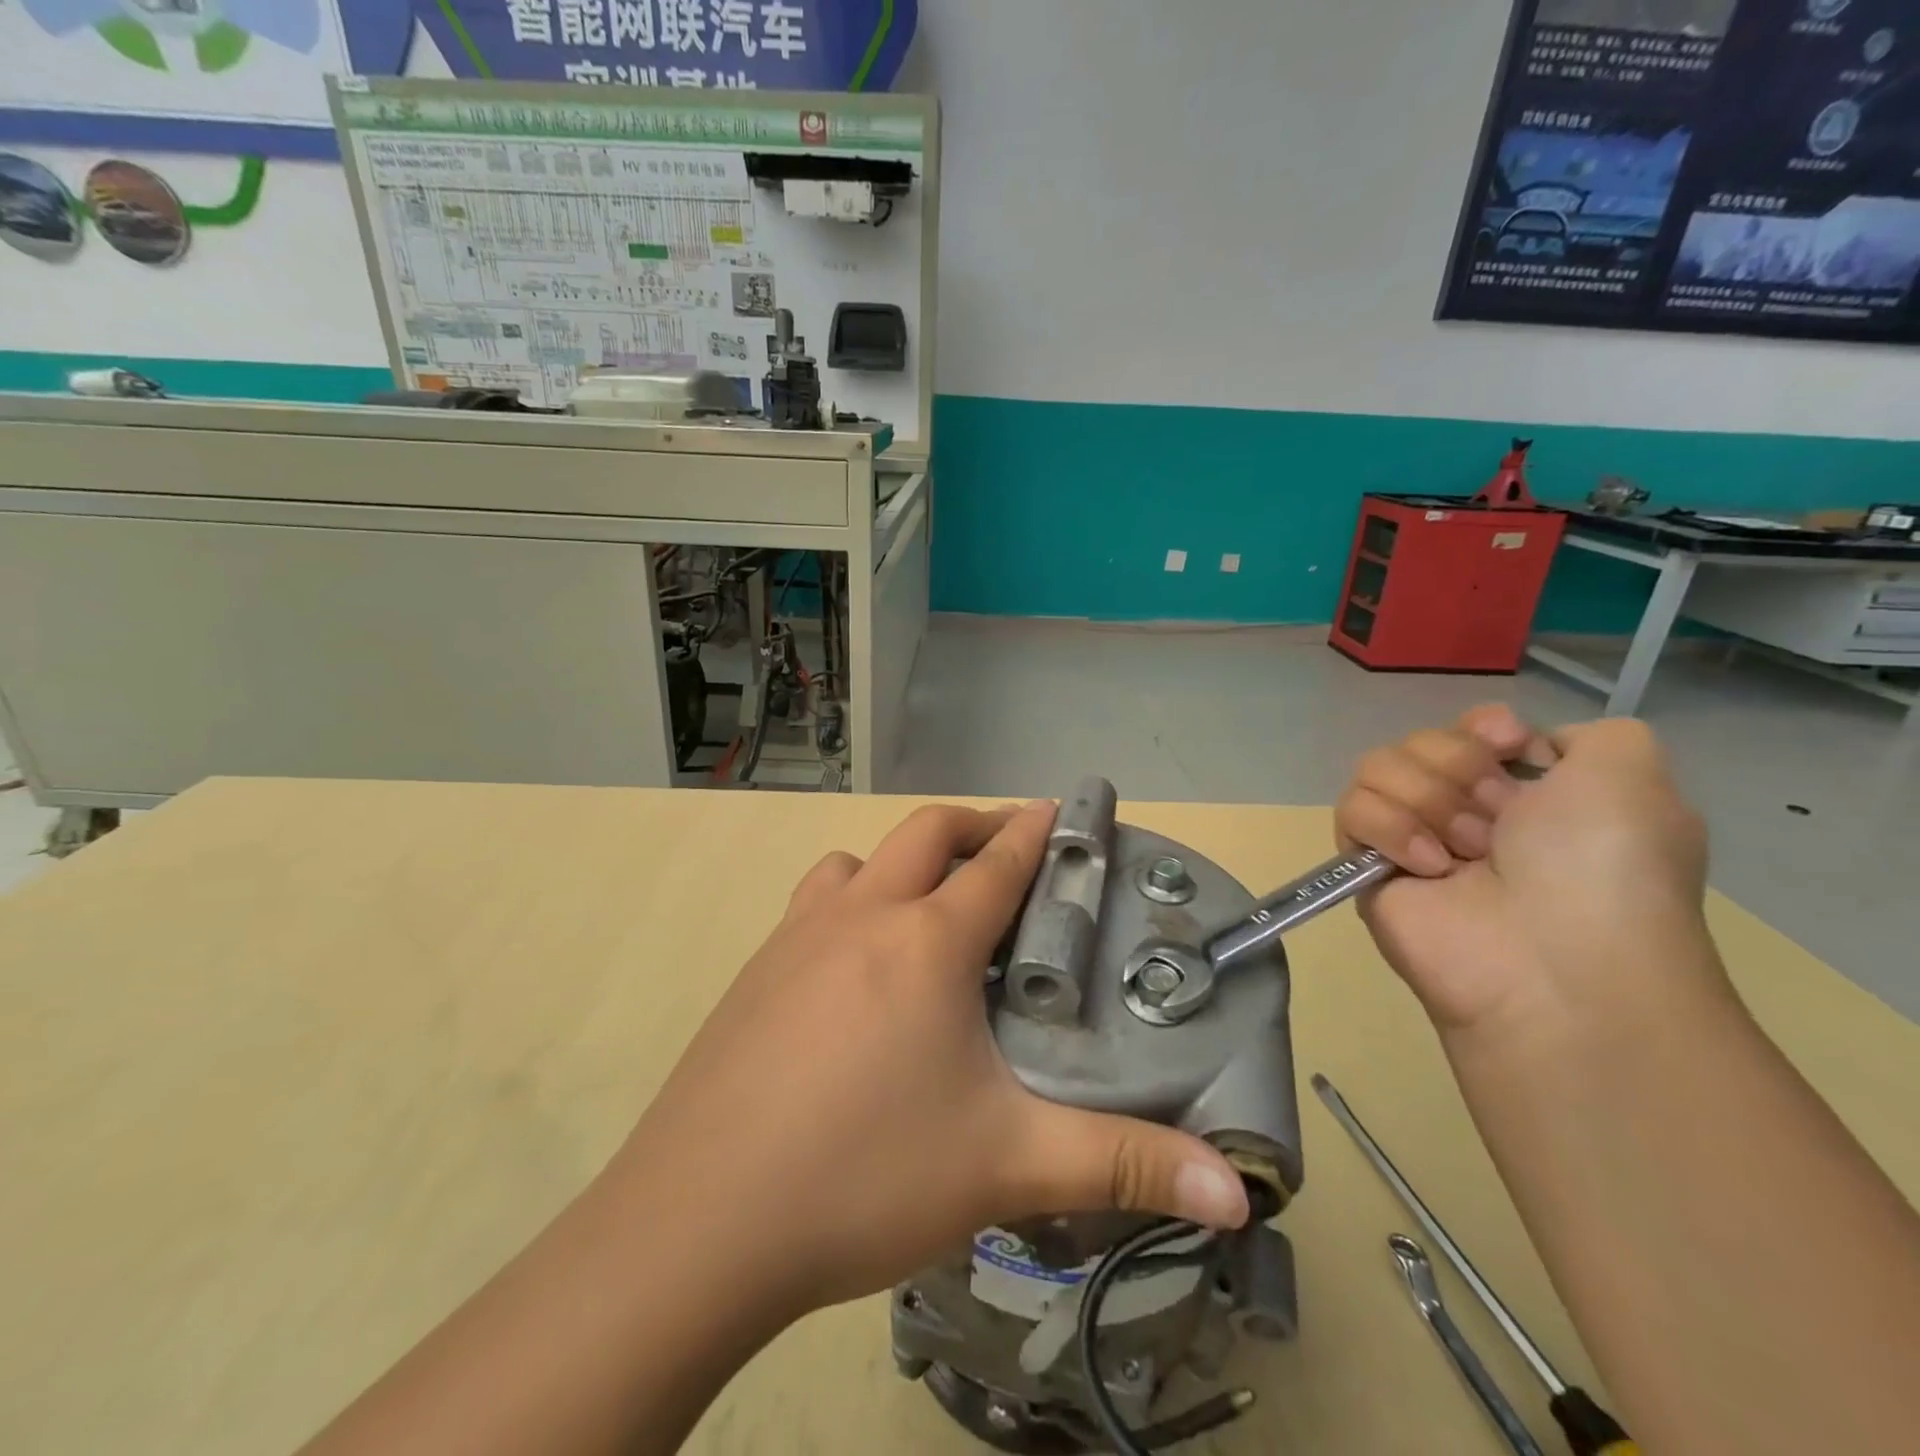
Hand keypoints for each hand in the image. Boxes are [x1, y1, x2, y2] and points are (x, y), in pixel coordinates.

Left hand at [609, 799, 1248, 1314]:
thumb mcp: (1005, 1166)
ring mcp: (798, 937)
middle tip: (1011, 853)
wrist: (699, 1222)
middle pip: (926, 833)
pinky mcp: (755, 972)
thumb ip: (1122, 1165)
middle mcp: (861, 915)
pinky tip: (854, 967)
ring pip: (857, 863)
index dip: (1037, 831)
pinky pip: (813, 905)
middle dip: (976, 828)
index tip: (1062, 809)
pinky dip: (849, 903)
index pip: (998, 863)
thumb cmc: (864, 1174)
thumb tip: (1237, 1192)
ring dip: (901, 863)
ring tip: (929, 908)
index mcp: (926, 940)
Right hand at [1336, 707, 1715, 1034]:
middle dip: (1459, 767)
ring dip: (1427, 800)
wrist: (1553, 959)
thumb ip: (1592, 733)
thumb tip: (1523, 751)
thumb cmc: (1601, 865)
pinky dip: (1390, 829)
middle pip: (1422, 741)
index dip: (1481, 728)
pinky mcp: (1368, 865)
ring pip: (1377, 767)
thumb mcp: (1632, 774)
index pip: (1471, 729)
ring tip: (1464, 851)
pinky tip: (1429, 867)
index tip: (1507, 745)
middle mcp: (1469, 811)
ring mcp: (1413, 837)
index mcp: (1530, 791)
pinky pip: (1351, 810)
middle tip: (1497, 819)